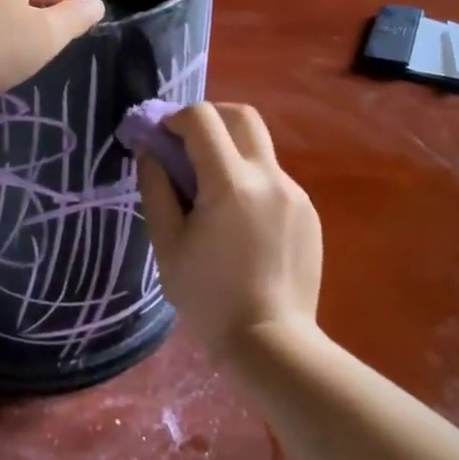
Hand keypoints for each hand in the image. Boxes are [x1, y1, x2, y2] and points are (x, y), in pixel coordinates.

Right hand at [137, 103, 322, 361]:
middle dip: (210, 118)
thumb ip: (156, 188)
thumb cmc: (208, 298)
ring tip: (211, 194)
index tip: (161, 137)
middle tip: (187, 144)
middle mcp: (269, 177)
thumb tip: (151, 151)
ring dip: (230, 152)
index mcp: (230, 183)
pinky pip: (274, 179)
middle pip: (242, 115)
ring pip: (259, 148)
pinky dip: (250, 181)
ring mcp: (294, 193)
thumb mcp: (167, 245)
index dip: (175, 117)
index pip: (202, 118)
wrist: (272, 344)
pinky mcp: (308, 212)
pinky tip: (239, 223)